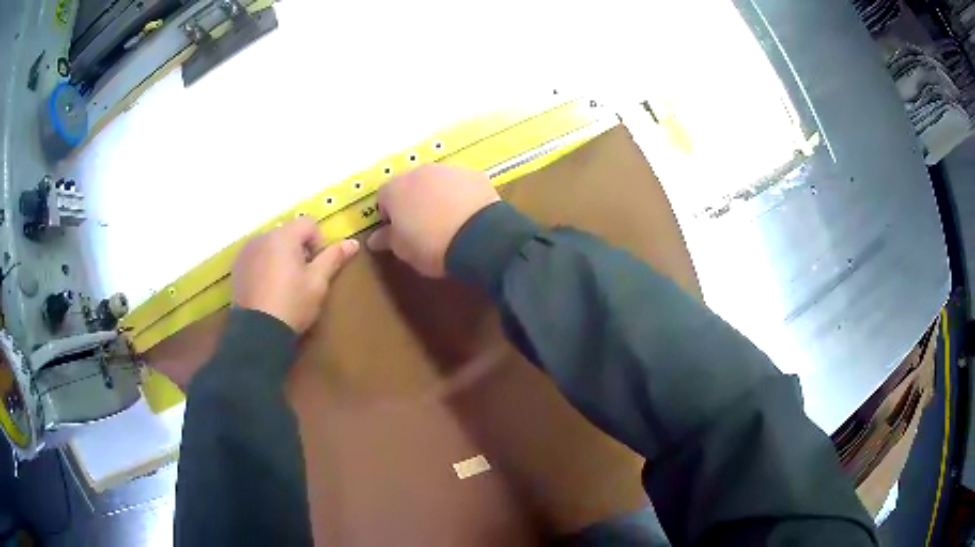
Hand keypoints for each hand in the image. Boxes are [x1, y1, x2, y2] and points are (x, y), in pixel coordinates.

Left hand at [233, 218, 358, 333]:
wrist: (258, 332)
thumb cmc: (292, 303)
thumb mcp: (317, 282)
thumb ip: (333, 258)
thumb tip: (353, 243)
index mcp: (284, 236)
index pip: (308, 224)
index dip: (317, 242)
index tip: (316, 267)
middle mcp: (262, 236)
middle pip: (288, 233)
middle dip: (297, 250)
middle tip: (301, 278)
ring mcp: (246, 252)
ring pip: (271, 245)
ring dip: (280, 257)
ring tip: (283, 285)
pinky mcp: (237, 267)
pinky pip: (257, 257)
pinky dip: (265, 266)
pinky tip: (268, 289)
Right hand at [366, 164, 499, 276]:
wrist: (479, 237)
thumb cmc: (431, 245)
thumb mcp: (403, 250)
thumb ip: (387, 239)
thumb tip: (375, 239)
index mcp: (396, 188)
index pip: (383, 197)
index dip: (390, 215)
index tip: (399, 231)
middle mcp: (420, 171)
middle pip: (410, 185)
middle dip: (414, 201)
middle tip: (423, 226)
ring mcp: (449, 169)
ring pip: (436, 181)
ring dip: (437, 195)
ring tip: (448, 220)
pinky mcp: (474, 174)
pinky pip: (461, 184)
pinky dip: (461, 195)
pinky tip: (468, 215)